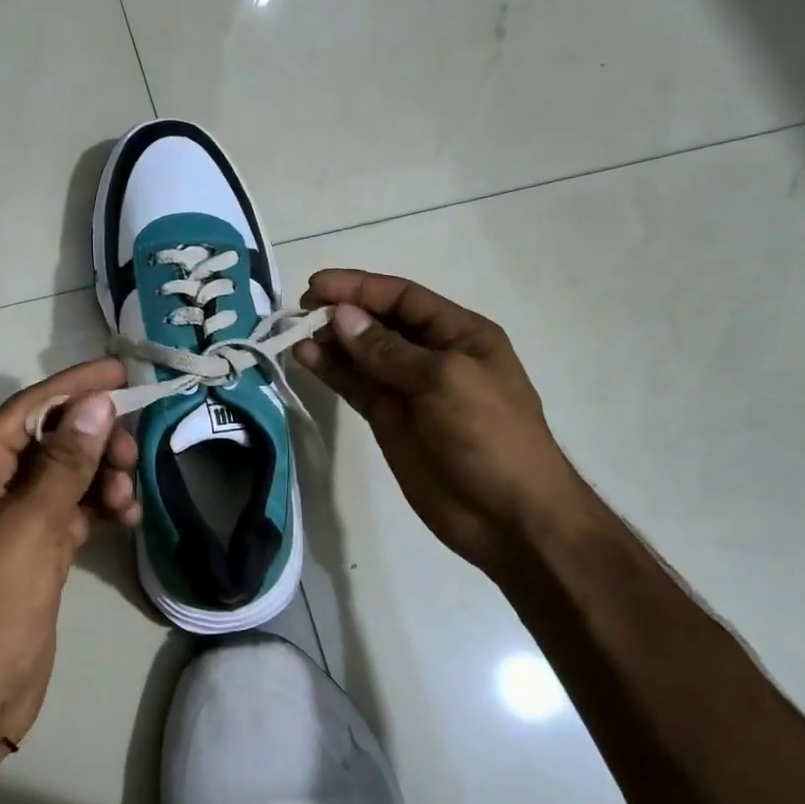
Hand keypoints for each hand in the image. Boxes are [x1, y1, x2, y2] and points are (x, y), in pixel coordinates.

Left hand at [0, 360, 140, 748]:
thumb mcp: (33, 528)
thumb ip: (67, 462)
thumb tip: (97, 402)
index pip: (29, 408)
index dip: (77, 386)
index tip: (123, 372)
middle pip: (51, 438)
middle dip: (95, 440)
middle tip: (132, 455)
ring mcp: (11, 515)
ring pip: (66, 473)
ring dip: (101, 476)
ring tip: (128, 497)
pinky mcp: (33, 544)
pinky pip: (71, 507)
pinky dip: (99, 506)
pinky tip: (125, 515)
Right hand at [294, 270, 590, 572]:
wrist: (508, 517)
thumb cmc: (490, 436)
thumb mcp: (445, 381)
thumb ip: (389, 350)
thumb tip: (342, 317)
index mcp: (459, 334)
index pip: (403, 298)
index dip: (360, 287)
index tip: (316, 286)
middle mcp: (431, 355)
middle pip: (378, 322)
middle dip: (342, 312)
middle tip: (302, 312)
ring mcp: (407, 388)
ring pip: (361, 354)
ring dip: (330, 342)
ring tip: (296, 335)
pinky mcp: (388, 419)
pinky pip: (355, 385)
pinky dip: (331, 371)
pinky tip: (307, 358)